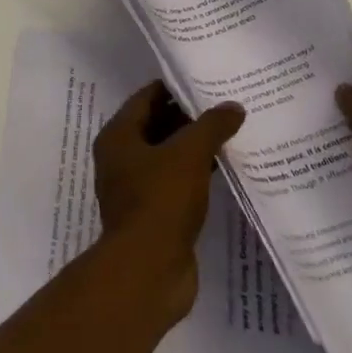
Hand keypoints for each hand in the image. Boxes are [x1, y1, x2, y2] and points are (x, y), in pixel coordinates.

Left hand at [93, 83, 244, 320]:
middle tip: (224, 105)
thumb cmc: (161, 201)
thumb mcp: (189, 155)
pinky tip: (224, 168)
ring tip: (230, 132)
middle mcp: (121, 158)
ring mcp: (135, 188)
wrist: (148, 272)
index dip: (174, 87)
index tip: (205, 80)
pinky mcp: (153, 214)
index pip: (147, 97)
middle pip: (157, 125)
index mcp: (118, 136)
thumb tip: (233, 106)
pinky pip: (175, 182)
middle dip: (188, 116)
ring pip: (167, 155)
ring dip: (194, 146)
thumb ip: (211, 126)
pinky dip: (196, 173)